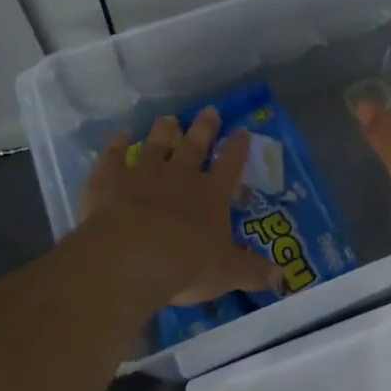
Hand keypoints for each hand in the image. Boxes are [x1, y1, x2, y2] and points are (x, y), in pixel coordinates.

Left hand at [79, 107, 277, 305]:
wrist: (130, 257)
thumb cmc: (186, 264)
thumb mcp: (227, 273)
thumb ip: (253, 272)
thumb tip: (280, 278)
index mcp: (211, 194)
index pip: (230, 165)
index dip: (238, 148)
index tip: (243, 131)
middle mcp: (179, 175)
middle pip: (194, 144)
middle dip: (204, 128)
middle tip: (209, 111)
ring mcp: (143, 173)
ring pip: (155, 144)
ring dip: (163, 131)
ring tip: (168, 119)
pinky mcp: (109, 180)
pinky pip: (113, 157)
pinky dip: (115, 146)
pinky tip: (118, 136)